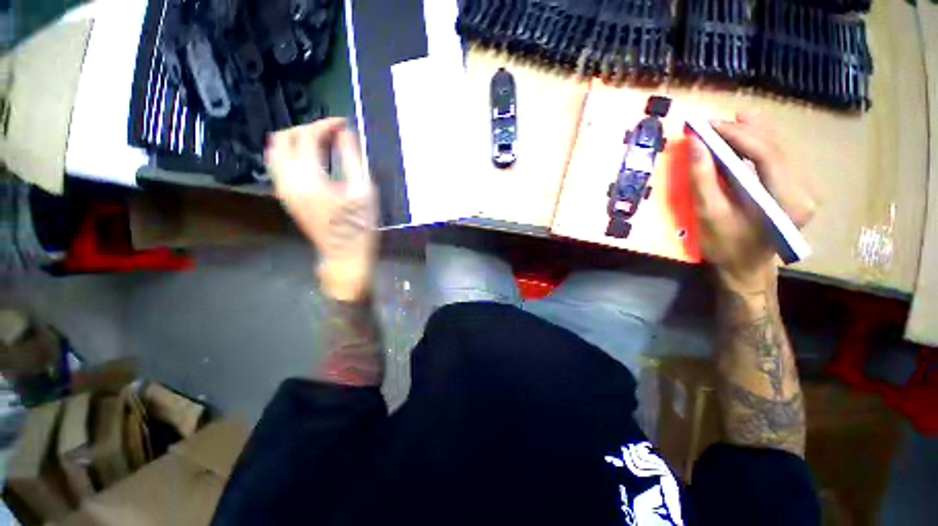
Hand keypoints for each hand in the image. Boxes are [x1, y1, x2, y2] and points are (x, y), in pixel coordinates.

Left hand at [266, 118, 378, 301]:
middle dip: (307, 129)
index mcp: (309, 178)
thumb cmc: (359, 225)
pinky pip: (279, 165)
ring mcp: (283, 189)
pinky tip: (313, 159)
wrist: (345, 255)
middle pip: (284, 138)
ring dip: (297, 140)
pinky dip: (292, 154)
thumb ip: (352, 158)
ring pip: (276, 151)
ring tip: (322, 144)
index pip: (308, 137)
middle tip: (331, 133)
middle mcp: (288, 180)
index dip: (326, 125)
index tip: (343, 124)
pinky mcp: (285, 197)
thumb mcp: (363, 191)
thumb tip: (345, 133)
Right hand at [687, 110, 816, 291]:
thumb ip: (703, 178)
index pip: (767, 153)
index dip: (737, 134)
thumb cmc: (725, 247)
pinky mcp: (795, 188)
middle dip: (743, 130)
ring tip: (727, 123)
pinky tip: (744, 137)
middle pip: (776, 146)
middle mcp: (804, 189)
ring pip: (779, 149)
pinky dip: (757, 145)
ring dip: (751, 133)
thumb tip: (696, 143)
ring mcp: (803, 188)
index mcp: (787, 199)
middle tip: (712, 122)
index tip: (707, 125)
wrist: (745, 269)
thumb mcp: (709, 215)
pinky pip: (777, 158)